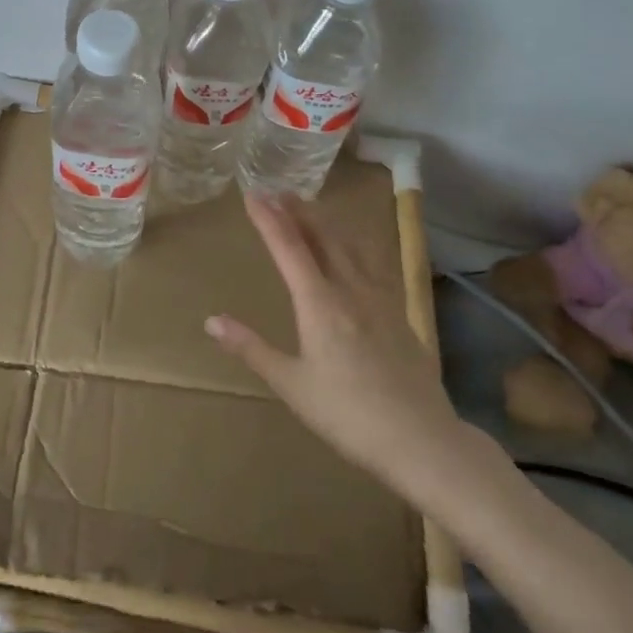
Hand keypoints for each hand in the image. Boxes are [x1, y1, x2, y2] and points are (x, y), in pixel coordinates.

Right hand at [207, 192, 471, 500]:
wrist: (422, 440)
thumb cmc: (348, 416)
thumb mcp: (292, 385)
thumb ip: (252, 349)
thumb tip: (211, 321)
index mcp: (320, 304)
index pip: (289, 249)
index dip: (269, 219)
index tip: (252, 195)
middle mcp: (350, 290)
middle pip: (322, 237)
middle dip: (298, 211)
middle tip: (278, 191)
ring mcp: (380, 299)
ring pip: (351, 245)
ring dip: (327, 222)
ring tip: (311, 208)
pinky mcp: (399, 313)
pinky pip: (373, 263)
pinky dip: (356, 243)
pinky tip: (356, 248)